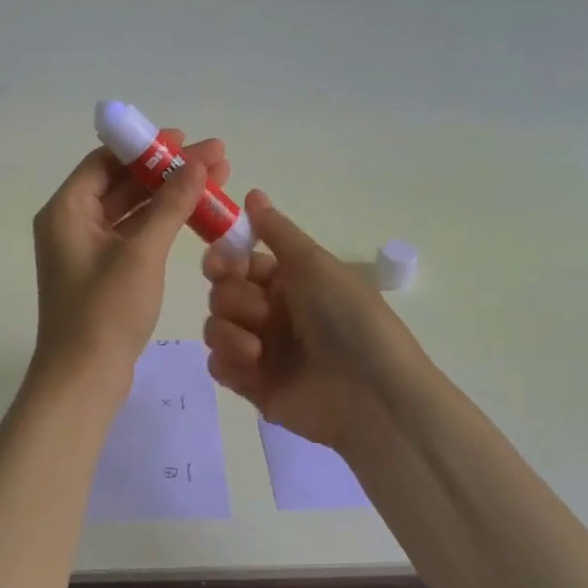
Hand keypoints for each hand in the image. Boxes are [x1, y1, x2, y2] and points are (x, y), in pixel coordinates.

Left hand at [32, 130, 229, 382]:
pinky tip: (195, 215)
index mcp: (66, 210)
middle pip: (122, 182)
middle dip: (168, 170)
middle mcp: (71, 223)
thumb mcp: (142, 253)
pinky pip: (133, 234)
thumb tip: (196, 164)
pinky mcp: (102, 272)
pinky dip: (161, 223)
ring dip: (169, 196)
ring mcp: (86, 249)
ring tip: (216, 180)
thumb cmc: (105, 311)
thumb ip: (170, 205)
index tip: (184, 139)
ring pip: (131, 209)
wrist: (83, 380)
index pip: (106, 160)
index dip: (145, 147)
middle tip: (216, 157)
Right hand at [201, 190, 444, 454]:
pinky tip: (250, 366)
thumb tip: (252, 192)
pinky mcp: (252, 385)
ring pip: (215, 327)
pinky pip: (217, 365)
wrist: (372, 395)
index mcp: (289, 282)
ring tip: (257, 349)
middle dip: (233, 299)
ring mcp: (261, 350)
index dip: (223, 260)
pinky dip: (227, 362)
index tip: (220, 265)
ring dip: (229, 331)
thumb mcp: (315, 264)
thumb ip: (277, 231)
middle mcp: (272, 313)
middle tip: (261, 313)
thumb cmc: (348, 320)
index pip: (239, 262)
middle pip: (221, 293)